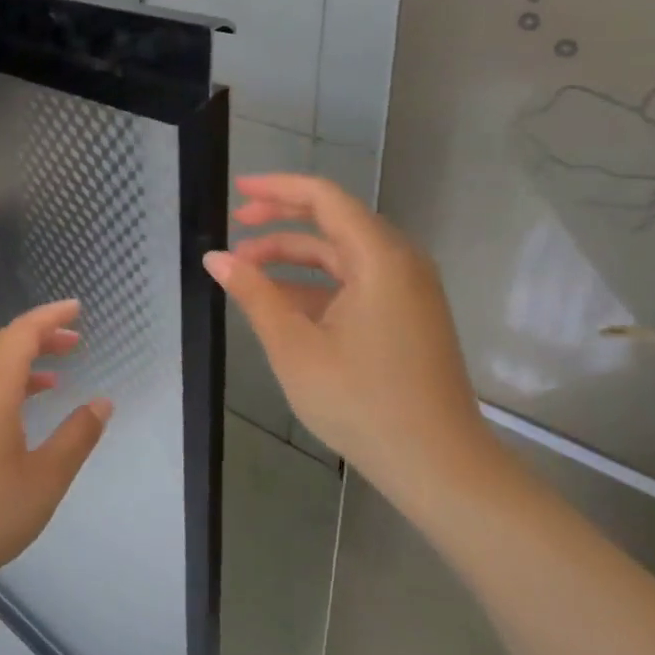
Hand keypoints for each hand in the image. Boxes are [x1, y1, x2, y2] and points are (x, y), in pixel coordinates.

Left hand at [0, 300, 111, 604]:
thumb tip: (102, 403)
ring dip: (21, 360)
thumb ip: (76, 437)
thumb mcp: (44, 479)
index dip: (51, 316)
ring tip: (57, 375)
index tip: (77, 308)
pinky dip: (4, 384)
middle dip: (39, 335)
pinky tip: (20, 411)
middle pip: (3, 343)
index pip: (23, 333)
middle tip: (74, 341)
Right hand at [204, 174, 497, 500]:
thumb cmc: (362, 402)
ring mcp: (408, 290)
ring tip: (246, 270)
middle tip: (236, 225)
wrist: (438, 465)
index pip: (324, 198)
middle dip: (281, 219)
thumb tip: (215, 258)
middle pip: (334, 220)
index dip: (277, 188)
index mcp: (380, 258)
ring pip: (342, 253)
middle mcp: (400, 262)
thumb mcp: (295, 347)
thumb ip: (254, 294)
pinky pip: (355, 281)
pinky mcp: (407, 315)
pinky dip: (316, 283)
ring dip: (293, 256)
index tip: (237, 191)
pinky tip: (280, 302)